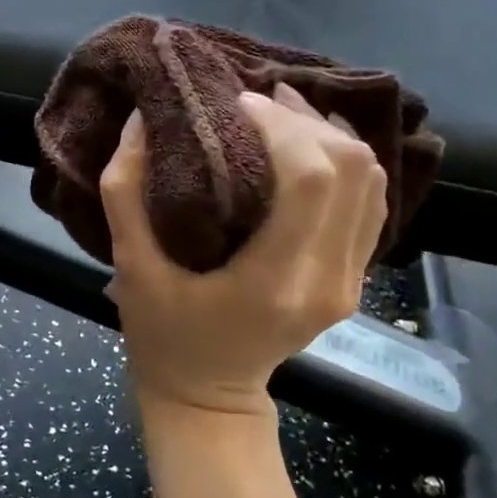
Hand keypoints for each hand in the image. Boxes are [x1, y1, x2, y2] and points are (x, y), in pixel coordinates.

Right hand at [100, 87, 387, 415]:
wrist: (209, 395)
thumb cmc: (163, 336)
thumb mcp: (130, 267)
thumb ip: (125, 193)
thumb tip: (140, 121)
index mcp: (275, 280)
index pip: (312, 180)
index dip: (281, 126)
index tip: (235, 103)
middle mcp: (328, 279)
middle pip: (352, 170)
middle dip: (305, 120)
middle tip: (254, 102)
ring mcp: (351, 280)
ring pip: (371, 180)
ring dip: (329, 134)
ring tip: (278, 113)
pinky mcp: (354, 276)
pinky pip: (369, 201)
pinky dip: (343, 160)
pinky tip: (305, 142)